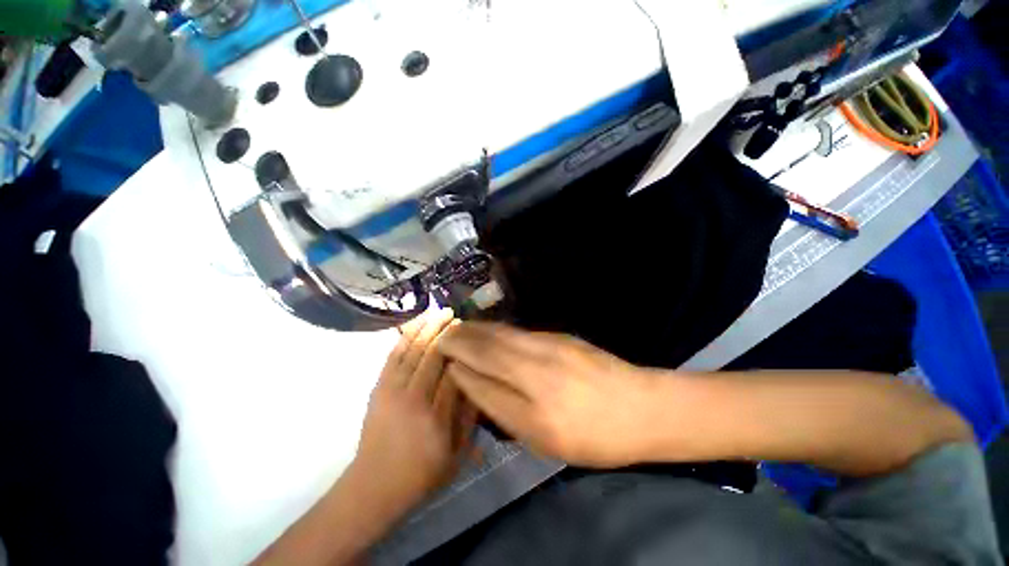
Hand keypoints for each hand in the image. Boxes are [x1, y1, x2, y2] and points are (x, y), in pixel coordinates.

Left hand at [351, 308, 477, 519]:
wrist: (373, 487)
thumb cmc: (421, 475)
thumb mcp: (456, 456)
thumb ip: (469, 420)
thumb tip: (477, 384)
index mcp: (437, 418)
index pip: (453, 373)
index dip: (462, 351)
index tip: (470, 335)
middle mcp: (415, 399)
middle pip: (433, 357)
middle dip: (446, 333)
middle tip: (456, 315)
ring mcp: (393, 392)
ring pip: (414, 351)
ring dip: (427, 329)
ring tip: (439, 312)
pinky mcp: (379, 389)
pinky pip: (393, 356)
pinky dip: (405, 338)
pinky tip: (415, 326)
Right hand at [439, 322, 661, 467]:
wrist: (643, 406)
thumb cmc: (595, 435)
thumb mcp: (545, 439)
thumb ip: (504, 408)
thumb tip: (473, 383)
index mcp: (532, 399)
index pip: (481, 373)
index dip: (458, 365)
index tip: (440, 357)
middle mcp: (536, 362)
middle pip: (488, 345)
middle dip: (461, 339)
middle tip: (441, 337)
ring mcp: (549, 344)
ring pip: (502, 333)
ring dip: (477, 330)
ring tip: (459, 330)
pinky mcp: (559, 336)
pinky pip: (518, 332)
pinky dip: (498, 331)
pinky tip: (490, 332)